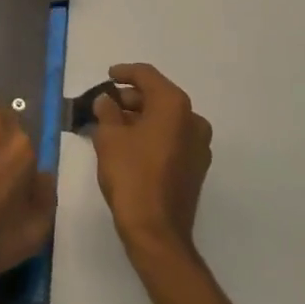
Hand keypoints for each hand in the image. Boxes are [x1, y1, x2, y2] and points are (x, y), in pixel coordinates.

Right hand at [93, 63, 212, 261]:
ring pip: (166, 119)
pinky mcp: (196, 167)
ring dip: (140, 117)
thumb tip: (106, 101)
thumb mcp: (109, 137)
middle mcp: (193, 120)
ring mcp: (199, 145)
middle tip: (105, 105)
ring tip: (113, 125)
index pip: (147, 75)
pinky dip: (152, 134)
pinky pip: (172, 138)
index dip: (125, 72)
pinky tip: (130, 145)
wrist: (156, 231)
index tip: (108, 76)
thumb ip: (106, 111)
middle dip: (131, 98)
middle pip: (158, 96)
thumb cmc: (131, 176)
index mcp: (174, 105)